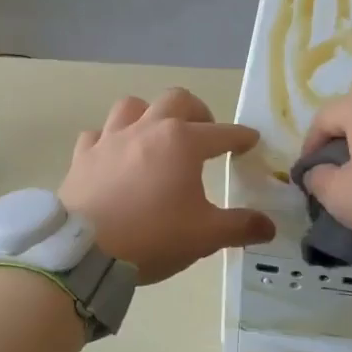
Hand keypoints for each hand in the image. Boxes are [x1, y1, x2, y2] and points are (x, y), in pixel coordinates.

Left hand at [59, 88, 274, 284]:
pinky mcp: (83, 155)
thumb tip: (268, 225)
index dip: (240, 137)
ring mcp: (110, 139)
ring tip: (157, 134)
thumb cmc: (152, 237)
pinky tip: (114, 155)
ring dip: (149, 114)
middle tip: (204, 132)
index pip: (222, 132)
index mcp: (182, 142)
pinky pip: (97, 134)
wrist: (84, 251)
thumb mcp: (205, 236)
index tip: (251, 141)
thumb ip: (240, 227)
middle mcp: (147, 129)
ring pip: (132, 106)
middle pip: (176, 100)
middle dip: (197, 111)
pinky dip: (109, 139)